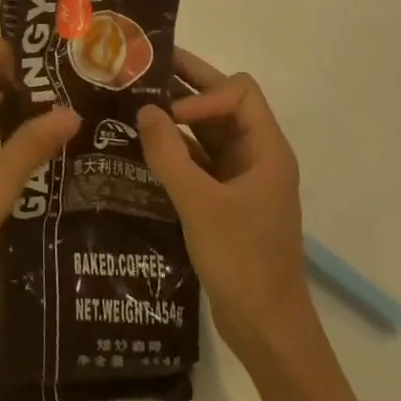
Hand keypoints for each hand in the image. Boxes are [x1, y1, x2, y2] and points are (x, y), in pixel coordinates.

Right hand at [138, 49, 311, 361]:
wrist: (267, 330)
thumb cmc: (242, 261)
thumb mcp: (200, 204)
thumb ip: (169, 154)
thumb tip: (144, 110)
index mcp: (266, 150)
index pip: (239, 93)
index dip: (204, 92)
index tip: (170, 114)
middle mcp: (257, 156)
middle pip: (224, 104)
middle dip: (186, 87)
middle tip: (141, 70)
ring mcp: (242, 178)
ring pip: (209, 131)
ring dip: (176, 118)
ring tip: (133, 104)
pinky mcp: (226, 199)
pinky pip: (200, 159)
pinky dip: (175, 148)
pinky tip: (143, 147)